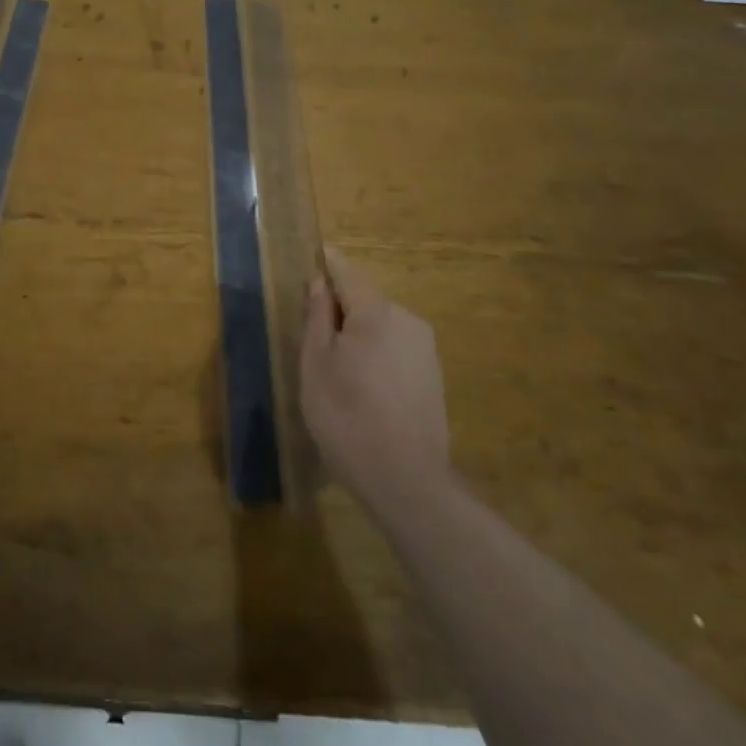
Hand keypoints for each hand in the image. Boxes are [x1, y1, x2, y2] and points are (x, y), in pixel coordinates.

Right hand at [301, 247, 451, 521]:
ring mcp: (425, 350)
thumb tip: (320, 282)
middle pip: (366, 299)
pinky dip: (377, 356)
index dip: (327, 265)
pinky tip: (363, 389)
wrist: (406, 482)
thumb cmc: (346, 416)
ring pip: (382, 326)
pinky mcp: (434, 378)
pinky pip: (397, 349)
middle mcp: (407, 321)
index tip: (311, 263)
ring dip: (360, 334)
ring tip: (337, 369)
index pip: (347, 271)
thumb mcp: (316, 363)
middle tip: (314, 336)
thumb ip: (318, 316)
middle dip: (341, 308)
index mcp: (376, 312)